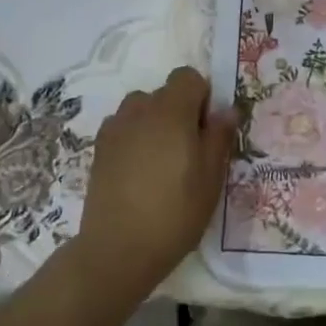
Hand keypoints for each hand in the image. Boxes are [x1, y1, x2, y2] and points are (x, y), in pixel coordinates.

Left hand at [68, 67, 234, 308]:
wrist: (118, 249)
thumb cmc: (175, 212)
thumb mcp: (211, 177)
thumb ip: (219, 137)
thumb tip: (226, 110)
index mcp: (171, 111)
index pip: (187, 77)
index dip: (201, 96)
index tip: (206, 129)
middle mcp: (140, 110)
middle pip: (163, 92)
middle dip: (178, 111)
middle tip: (188, 150)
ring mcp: (114, 129)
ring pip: (140, 109)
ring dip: (154, 123)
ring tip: (161, 160)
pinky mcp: (98, 149)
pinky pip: (122, 128)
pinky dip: (133, 138)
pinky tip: (138, 171)